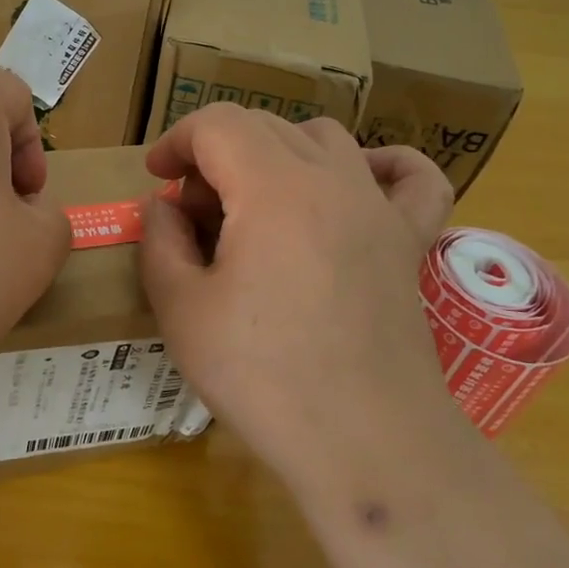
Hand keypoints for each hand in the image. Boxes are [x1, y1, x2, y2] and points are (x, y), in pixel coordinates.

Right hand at [139, 105, 456, 494]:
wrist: (366, 443)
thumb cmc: (263, 377)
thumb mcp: (181, 310)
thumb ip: (160, 241)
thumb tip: (165, 207)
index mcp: (273, 188)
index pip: (217, 124)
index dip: (177, 141)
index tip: (157, 179)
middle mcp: (333, 179)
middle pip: (263, 127)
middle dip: (215, 154)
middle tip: (193, 213)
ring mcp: (379, 207)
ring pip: (323, 139)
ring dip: (276, 153)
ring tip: (254, 204)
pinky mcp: (410, 241)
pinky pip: (411, 177)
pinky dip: (381, 164)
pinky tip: (356, 183)